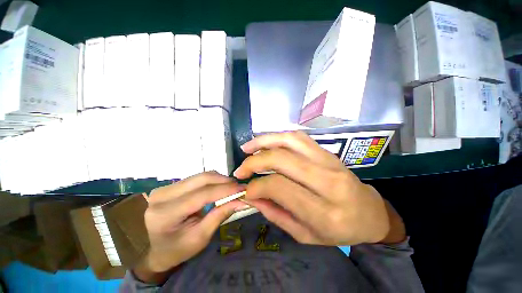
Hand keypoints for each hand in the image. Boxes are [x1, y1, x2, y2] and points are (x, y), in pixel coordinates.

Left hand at [134, 172, 245, 283]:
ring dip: (219, 180)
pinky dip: (211, 181)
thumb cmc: (178, 250)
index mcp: (165, 214)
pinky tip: (219, 187)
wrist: (157, 250)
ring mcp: (164, 188)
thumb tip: (241, 200)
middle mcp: (161, 196)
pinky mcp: (170, 186)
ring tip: (231, 187)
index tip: (243, 189)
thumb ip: (220, 215)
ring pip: (200, 176)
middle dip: (224, 181)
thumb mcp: (201, 237)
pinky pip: (196, 178)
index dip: (225, 190)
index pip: (202, 195)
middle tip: (239, 186)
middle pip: (201, 179)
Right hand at [234, 131, 404, 245]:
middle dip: (255, 162)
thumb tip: (251, 197)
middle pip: (282, 160)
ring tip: (247, 148)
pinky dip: (278, 137)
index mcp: (324, 212)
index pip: (280, 187)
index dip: (257, 186)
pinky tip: (266, 143)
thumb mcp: (305, 235)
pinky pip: (299, 137)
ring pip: (290, 140)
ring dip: (264, 141)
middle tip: (241, 169)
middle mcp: (328, 182)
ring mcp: (330, 162)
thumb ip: (276, 214)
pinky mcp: (328, 152)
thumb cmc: (339, 231)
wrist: (369, 213)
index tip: (245, 189)